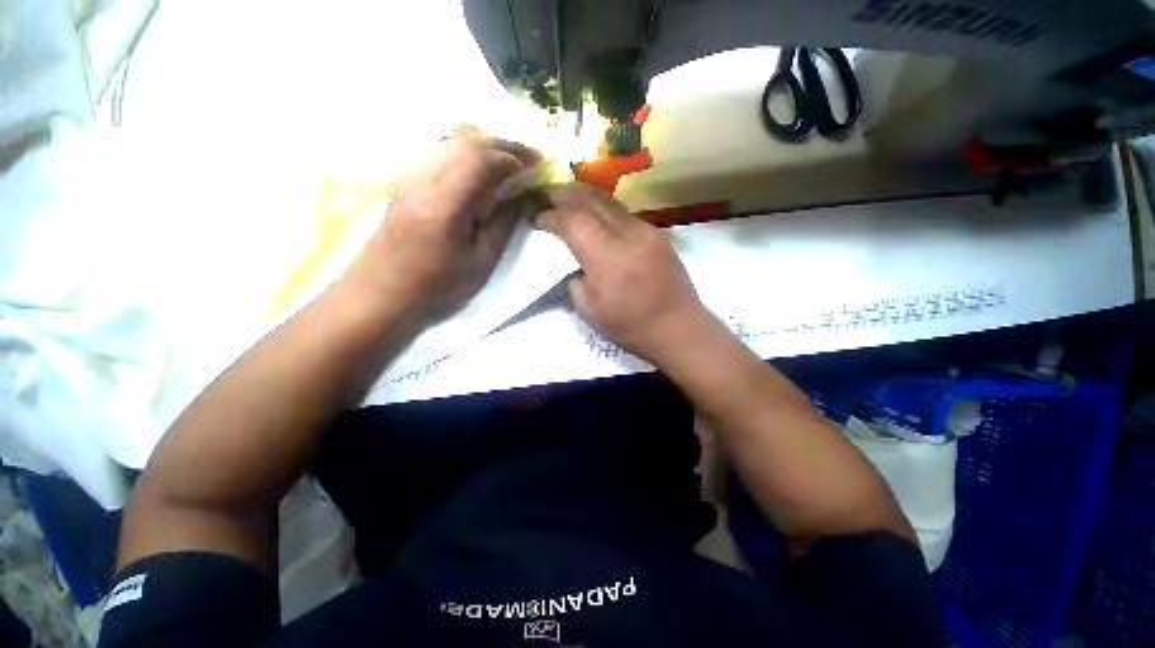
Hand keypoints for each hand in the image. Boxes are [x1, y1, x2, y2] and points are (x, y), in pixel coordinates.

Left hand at [341, 135, 539, 322]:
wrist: (382, 292)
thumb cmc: (437, 286)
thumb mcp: (481, 262)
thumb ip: (503, 224)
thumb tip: (521, 196)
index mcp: (446, 202)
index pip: (483, 160)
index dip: (514, 158)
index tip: (537, 166)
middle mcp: (425, 179)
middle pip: (467, 143)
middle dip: (504, 146)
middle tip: (529, 158)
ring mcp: (411, 177)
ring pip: (451, 143)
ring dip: (485, 146)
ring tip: (509, 160)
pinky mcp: (405, 182)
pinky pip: (440, 153)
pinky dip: (466, 152)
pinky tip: (477, 166)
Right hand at [535, 183, 710, 363]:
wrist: (678, 328)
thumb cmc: (631, 325)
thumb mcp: (589, 310)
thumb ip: (575, 280)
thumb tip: (576, 263)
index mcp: (606, 256)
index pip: (571, 221)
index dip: (550, 216)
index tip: (536, 219)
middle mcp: (626, 233)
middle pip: (590, 199)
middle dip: (563, 193)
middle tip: (545, 195)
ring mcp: (646, 230)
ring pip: (609, 201)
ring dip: (584, 196)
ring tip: (567, 197)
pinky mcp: (658, 234)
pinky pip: (624, 213)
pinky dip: (604, 208)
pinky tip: (596, 215)